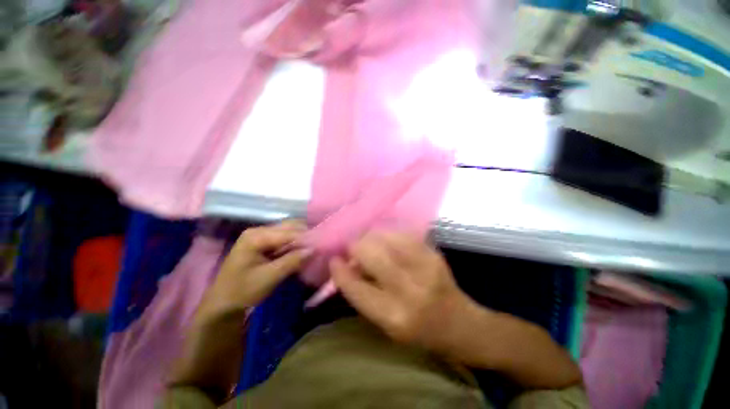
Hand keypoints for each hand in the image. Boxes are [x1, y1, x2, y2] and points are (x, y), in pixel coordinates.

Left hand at [198, 221, 311, 319]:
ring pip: (288, 231)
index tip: (323, 244)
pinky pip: (284, 238)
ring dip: (302, 238)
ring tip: (315, 246)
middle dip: (306, 235)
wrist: (223, 304)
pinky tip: (303, 249)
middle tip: (320, 244)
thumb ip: (292, 261)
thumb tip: (314, 249)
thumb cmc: (243, 291)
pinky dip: (295, 243)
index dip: (307, 238)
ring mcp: (260, 236)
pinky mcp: (263, 243)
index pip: (288, 232)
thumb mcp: (269, 277)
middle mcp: (259, 231)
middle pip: (289, 227)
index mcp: (256, 236)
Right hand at [330, 231, 475, 355]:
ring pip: (385, 238)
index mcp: (393, 316)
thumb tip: (346, 265)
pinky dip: (388, 235)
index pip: (355, 287)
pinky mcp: (433, 253)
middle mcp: (409, 289)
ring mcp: (424, 266)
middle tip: (352, 249)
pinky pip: (402, 234)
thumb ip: (362, 293)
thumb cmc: (418, 330)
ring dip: (371, 238)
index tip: (334, 260)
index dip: (340, 270)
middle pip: (370, 253)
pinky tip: (386, 241)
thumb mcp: (385, 323)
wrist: (459, 323)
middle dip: (355, 246)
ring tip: (368, 243)